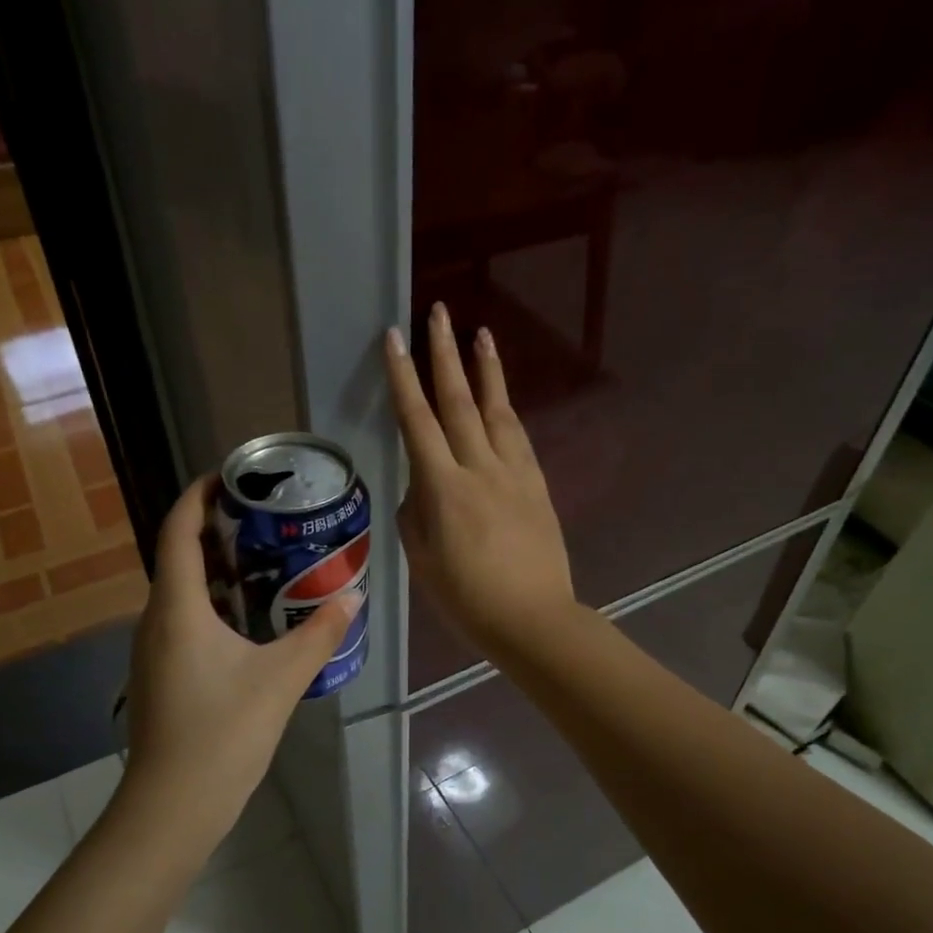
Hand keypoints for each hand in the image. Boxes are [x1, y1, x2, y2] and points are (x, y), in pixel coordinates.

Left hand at [116, 477, 360, 851]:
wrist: (172, 807)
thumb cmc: (222, 734)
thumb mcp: (282, 678)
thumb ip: (320, 633)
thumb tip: (354, 594)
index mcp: (177, 608)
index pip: (178, 530)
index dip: (198, 495)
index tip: (230, 474)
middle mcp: (157, 619)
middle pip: (179, 555)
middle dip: (216, 529)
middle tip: (265, 516)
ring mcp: (154, 649)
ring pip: (182, 590)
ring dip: (217, 567)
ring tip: (266, 558)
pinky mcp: (162, 673)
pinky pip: (185, 618)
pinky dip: (214, 602)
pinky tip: (252, 617)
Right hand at [386, 302, 575, 661]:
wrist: (533, 619)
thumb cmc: (467, 598)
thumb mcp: (422, 560)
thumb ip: (414, 514)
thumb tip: (419, 486)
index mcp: (443, 488)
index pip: (417, 420)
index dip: (403, 377)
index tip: (395, 338)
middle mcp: (480, 468)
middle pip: (458, 401)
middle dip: (445, 354)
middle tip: (438, 313)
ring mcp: (514, 473)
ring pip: (497, 410)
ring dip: (486, 370)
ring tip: (481, 334)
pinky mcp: (537, 485)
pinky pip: (518, 437)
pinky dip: (506, 409)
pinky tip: (502, 397)